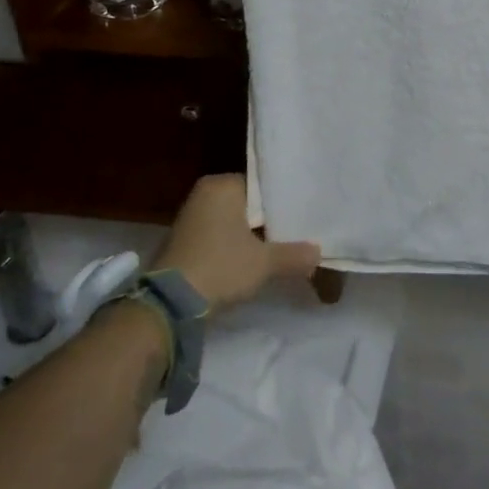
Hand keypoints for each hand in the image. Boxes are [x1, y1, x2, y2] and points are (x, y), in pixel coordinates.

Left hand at [154, 174, 320, 313]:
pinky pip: (218, 236)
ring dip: (251, 236)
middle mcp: (204, 194)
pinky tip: (252, 260)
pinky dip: (233, 246)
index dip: (283, 202)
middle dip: (268, 220)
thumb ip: (294, 255)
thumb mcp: (264, 263)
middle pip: (248, 204)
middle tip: (296, 231)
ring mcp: (190, 218)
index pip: (262, 185)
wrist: (170, 304)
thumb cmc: (221, 266)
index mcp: (222, 185)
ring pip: (233, 221)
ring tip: (280, 247)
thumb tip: (318, 253)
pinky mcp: (183, 241)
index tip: (302, 214)